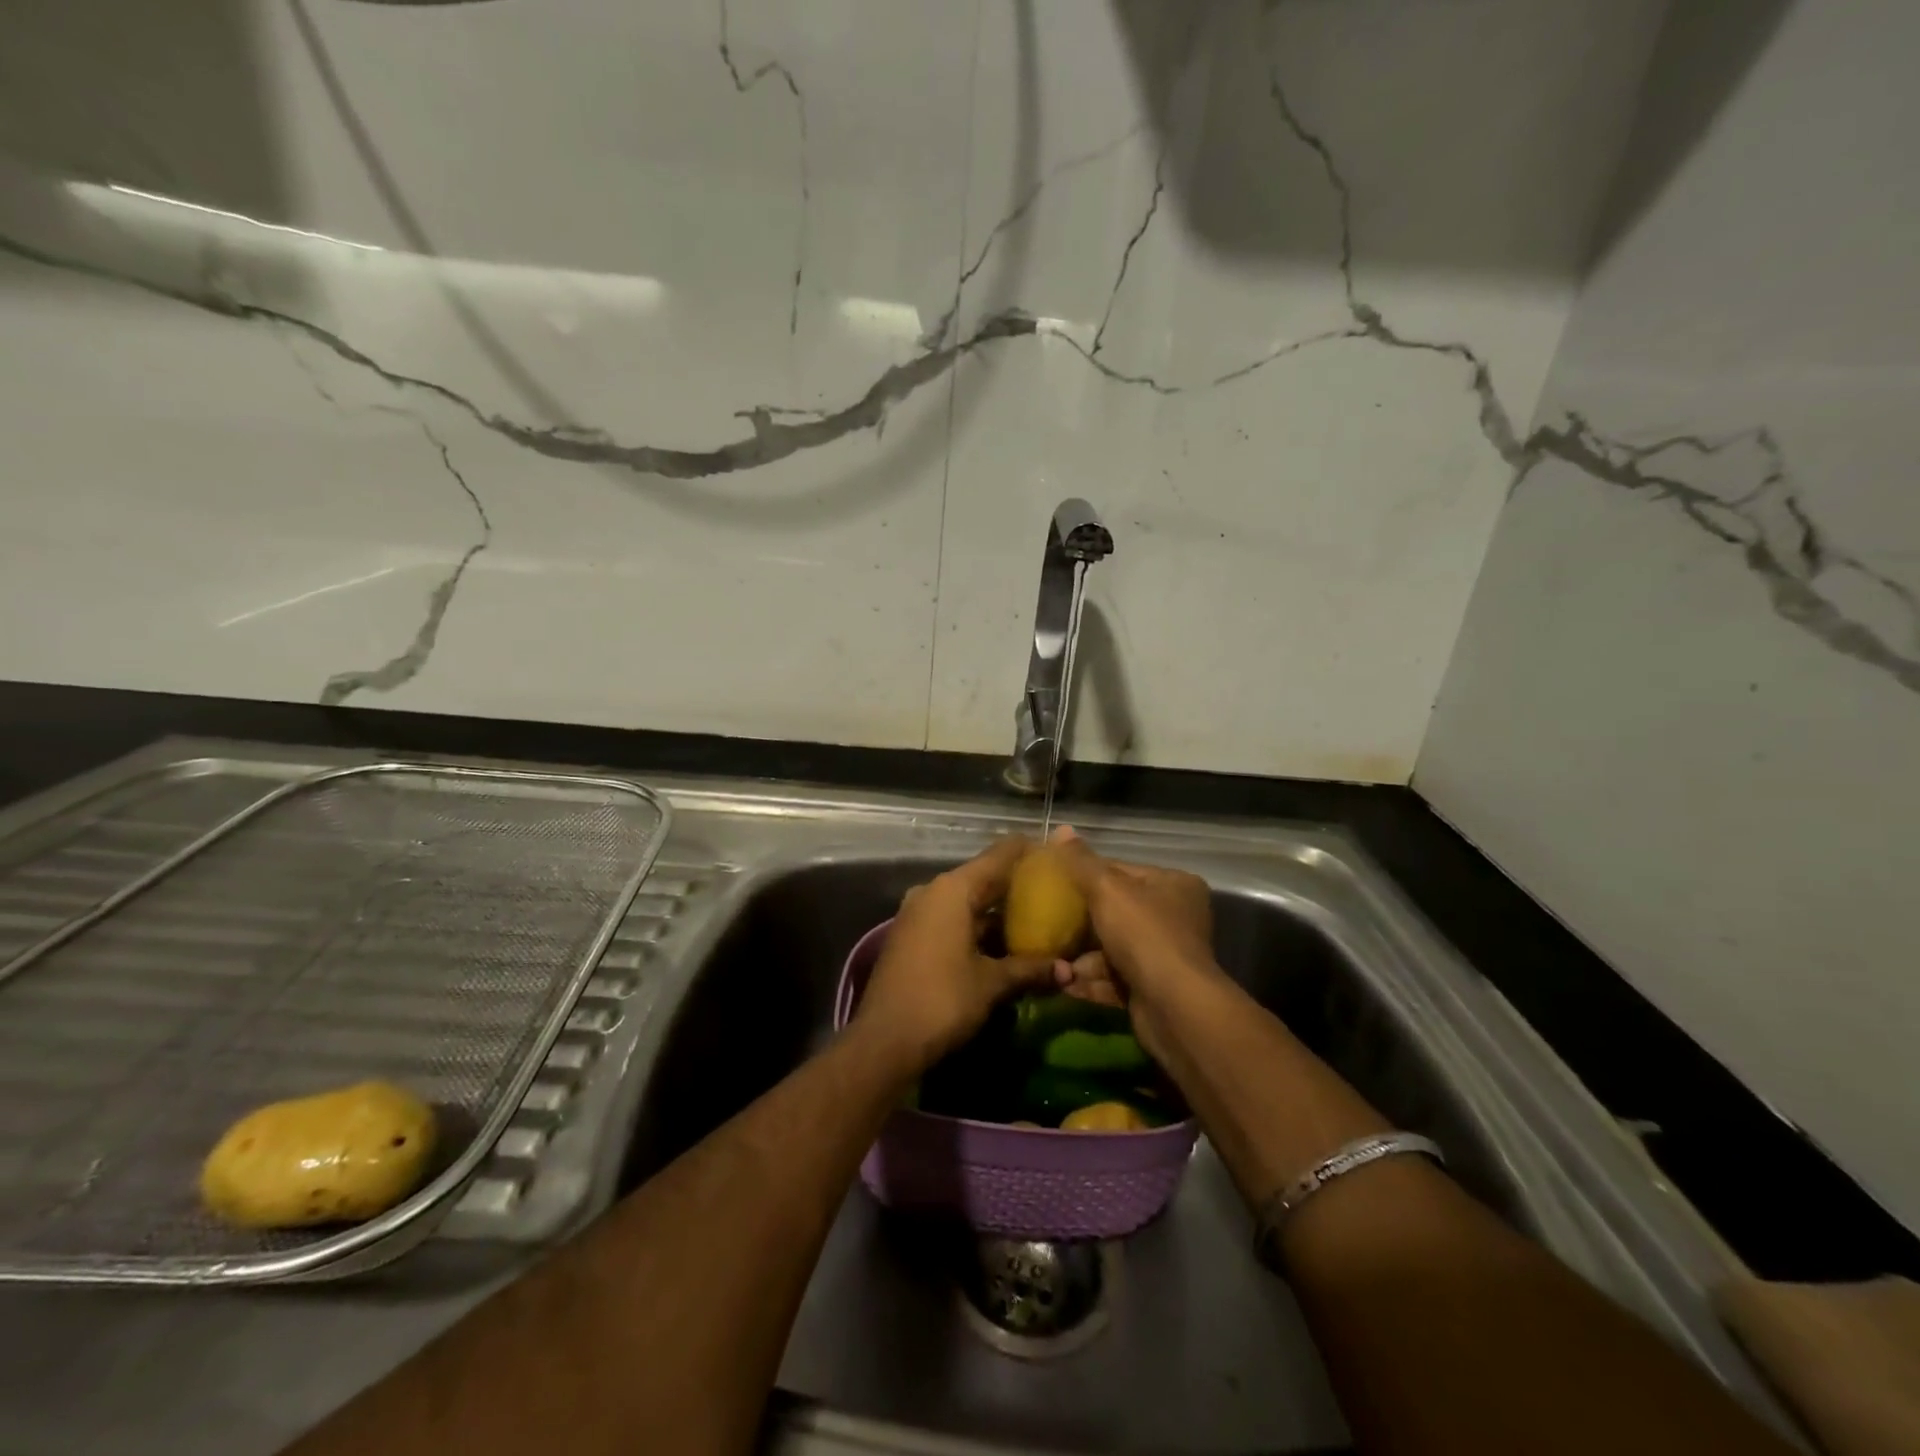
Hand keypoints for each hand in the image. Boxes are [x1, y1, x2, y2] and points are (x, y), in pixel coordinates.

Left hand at [853, 838, 1055, 1074]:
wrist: (884, 1041)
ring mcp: (919, 914)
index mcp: (953, 890)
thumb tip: (1068, 970)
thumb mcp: (992, 984)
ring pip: (968, 903)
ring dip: (998, 913)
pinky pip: (953, 920)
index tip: (1058, 854)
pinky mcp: (912, 937)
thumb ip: (1031, 969)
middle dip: (1018, 887)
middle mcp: (933, 892)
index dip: (1029, 851)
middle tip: (1056, 893)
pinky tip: (1005, 945)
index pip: (1000, 855)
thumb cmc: (942, 1000)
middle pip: (984, 878)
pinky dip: (978, 928)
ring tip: (1038, 921)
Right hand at [1044, 827, 1222, 1059]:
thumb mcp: (1107, 889)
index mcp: (1173, 885)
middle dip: (1080, 921)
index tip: (1052, 881)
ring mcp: (1164, 957)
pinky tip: (1060, 981)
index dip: (1086, 875)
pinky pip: (1112, 979)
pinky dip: (1088, 980)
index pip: (1122, 871)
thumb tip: (1060, 829)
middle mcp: (1174, 918)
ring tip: (1047, 955)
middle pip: (1115, 911)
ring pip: (1111, 948)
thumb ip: (1081, 862)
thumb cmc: (1143, 934)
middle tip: (1044, 920)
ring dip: (1080, 956)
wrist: (1173, 1007)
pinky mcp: (1151, 991)